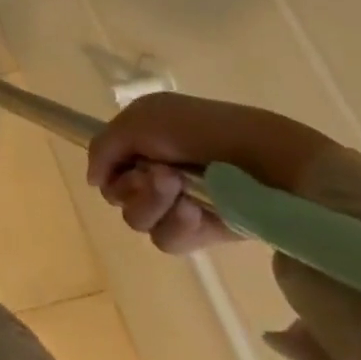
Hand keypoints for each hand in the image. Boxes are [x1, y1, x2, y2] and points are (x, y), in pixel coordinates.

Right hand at [86, 93, 331, 253]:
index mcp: (143, 143)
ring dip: (154, 204)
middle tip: (161, 175)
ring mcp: (179, 205)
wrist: (266, 159)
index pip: (107, 167)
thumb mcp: (140, 119)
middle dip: (134, 186)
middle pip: (117, 195)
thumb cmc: (201, 129)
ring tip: (181, 191)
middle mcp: (156, 174)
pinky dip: (176, 225)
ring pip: (137, 220)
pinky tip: (195, 211)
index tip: (128, 161)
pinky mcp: (202, 233)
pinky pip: (167, 240)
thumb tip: (94, 181)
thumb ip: (103, 146)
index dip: (111, 167)